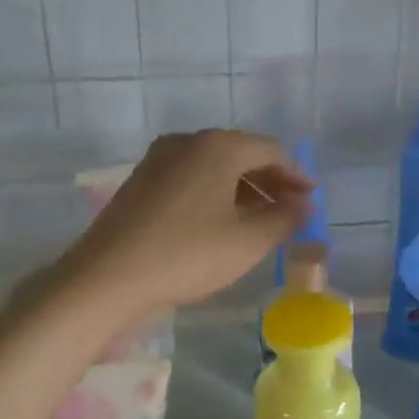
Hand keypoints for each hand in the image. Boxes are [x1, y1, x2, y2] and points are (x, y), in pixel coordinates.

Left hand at [58, 130, 310, 317]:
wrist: (106, 277)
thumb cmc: (187, 255)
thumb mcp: (247, 242)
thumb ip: (284, 219)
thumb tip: (303, 204)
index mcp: (218, 146)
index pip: (271, 150)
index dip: (297, 175)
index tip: (311, 199)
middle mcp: (188, 141)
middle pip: (242, 154)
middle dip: (271, 181)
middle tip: (291, 210)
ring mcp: (160, 158)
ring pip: (215, 166)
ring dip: (244, 189)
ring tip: (262, 220)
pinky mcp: (142, 180)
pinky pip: (192, 177)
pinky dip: (216, 193)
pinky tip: (223, 222)